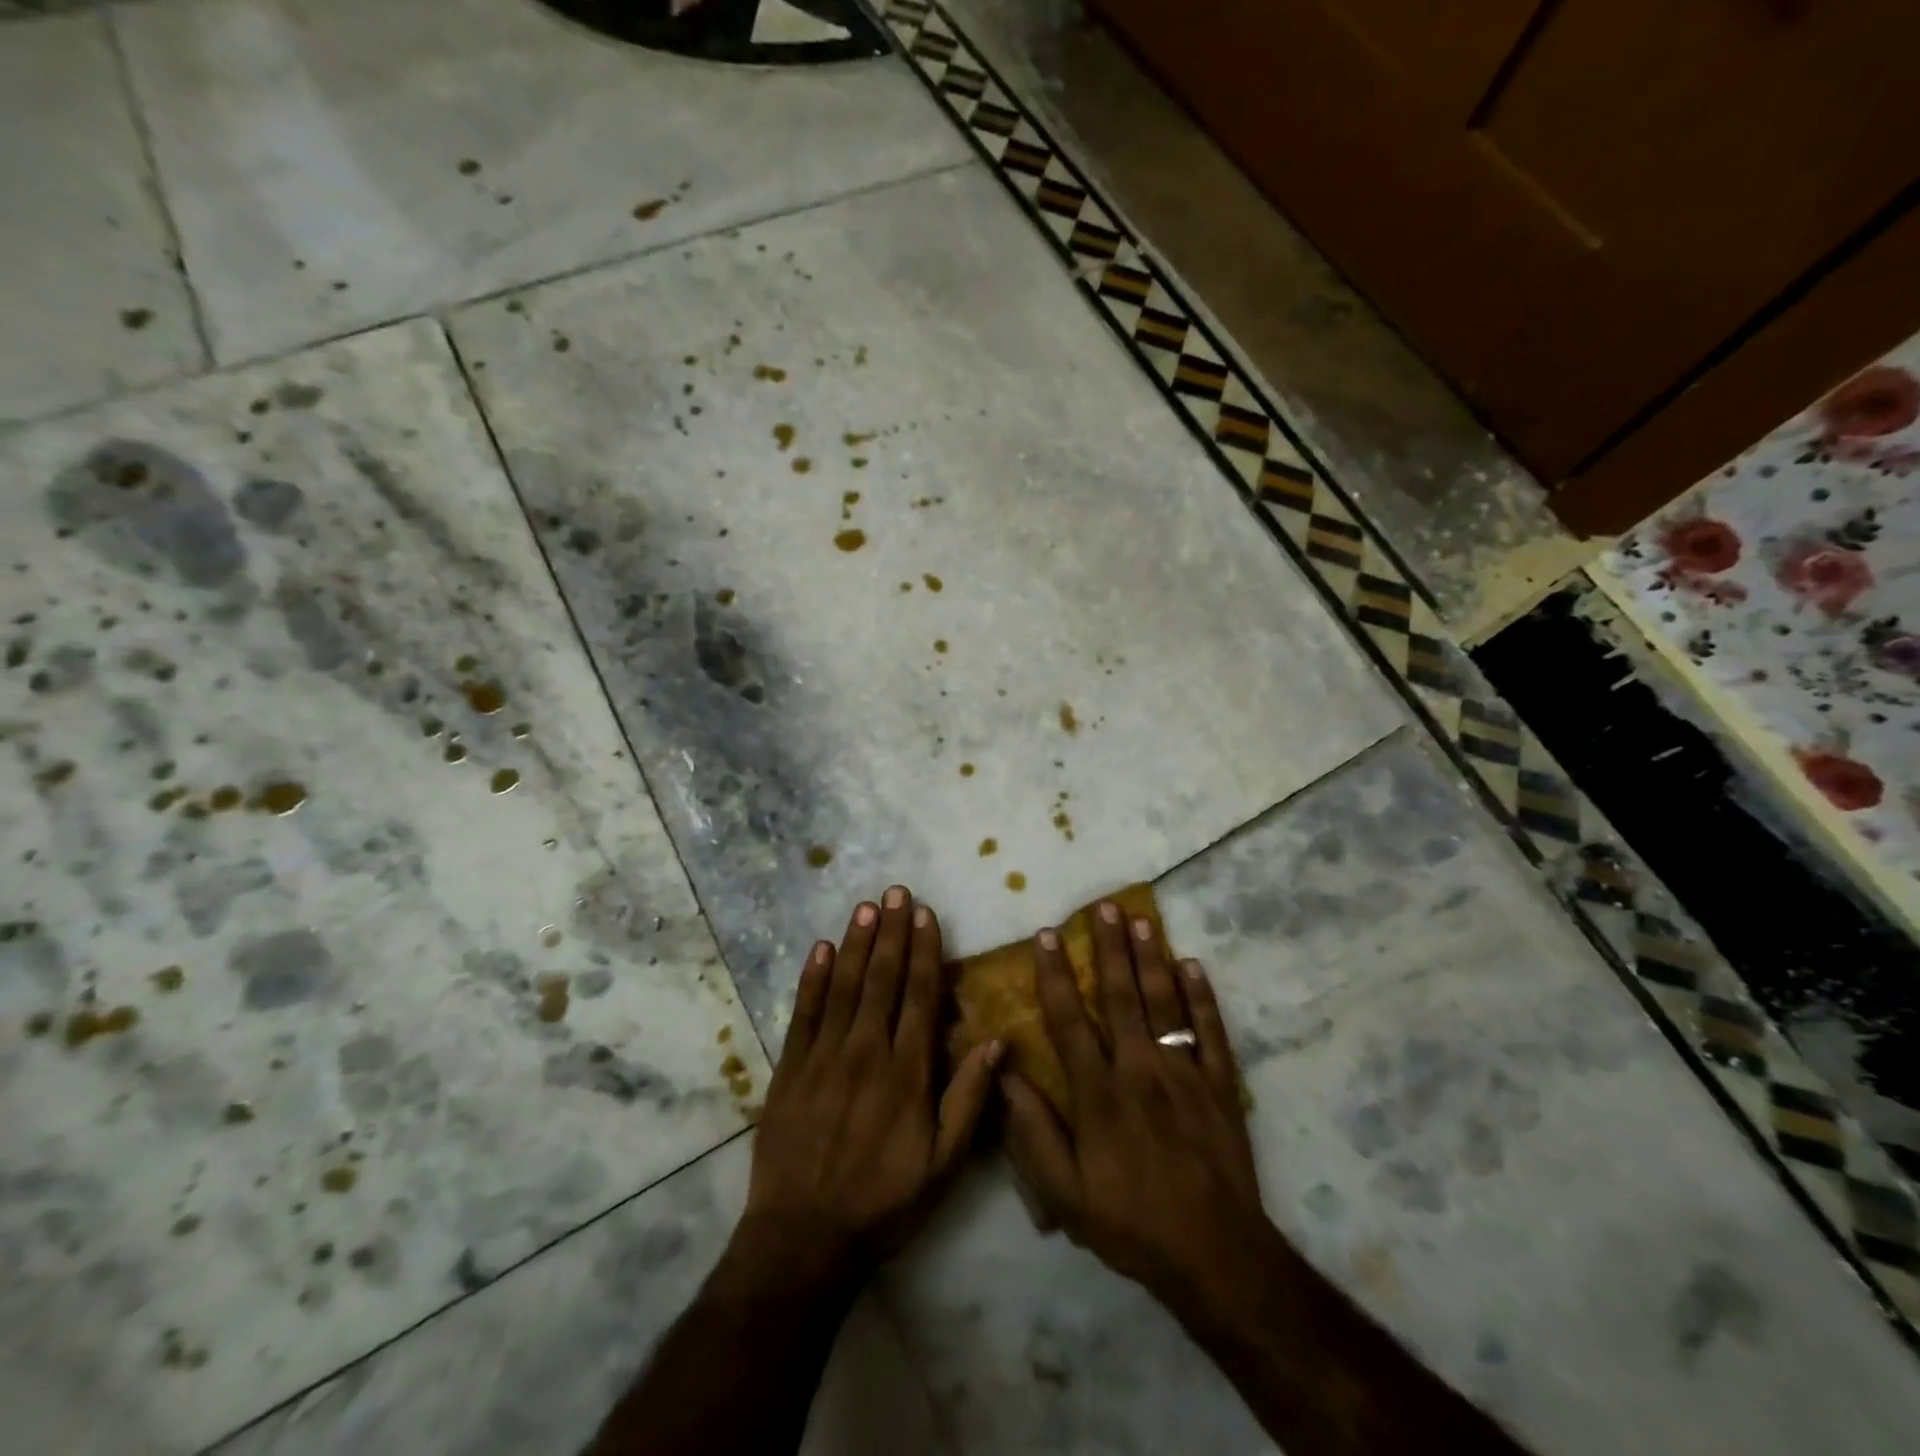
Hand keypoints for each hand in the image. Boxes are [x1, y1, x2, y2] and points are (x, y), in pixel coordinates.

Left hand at [733, 886, 1001, 1286]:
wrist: (803, 1238)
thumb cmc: (882, 1202)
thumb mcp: (943, 1164)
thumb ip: (969, 1099)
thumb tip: (998, 1041)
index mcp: (907, 1072)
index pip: (919, 996)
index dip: (924, 952)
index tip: (926, 915)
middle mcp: (866, 1052)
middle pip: (882, 979)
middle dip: (891, 932)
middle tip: (896, 891)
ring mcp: (823, 1057)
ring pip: (844, 986)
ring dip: (856, 943)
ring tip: (867, 906)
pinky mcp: (789, 1068)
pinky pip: (803, 1013)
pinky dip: (812, 978)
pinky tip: (820, 948)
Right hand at [1001, 902, 1272, 1322]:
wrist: (1215, 1255)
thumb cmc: (1131, 1223)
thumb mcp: (1065, 1193)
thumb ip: (1032, 1132)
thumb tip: (1003, 1072)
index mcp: (1100, 1093)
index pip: (1070, 1020)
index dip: (1055, 975)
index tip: (1047, 936)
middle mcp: (1140, 1070)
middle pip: (1122, 996)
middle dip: (1110, 948)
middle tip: (1103, 906)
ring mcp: (1185, 1073)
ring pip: (1165, 1003)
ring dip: (1152, 958)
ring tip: (1142, 919)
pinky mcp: (1220, 1085)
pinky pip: (1210, 1032)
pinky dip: (1202, 997)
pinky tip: (1193, 965)